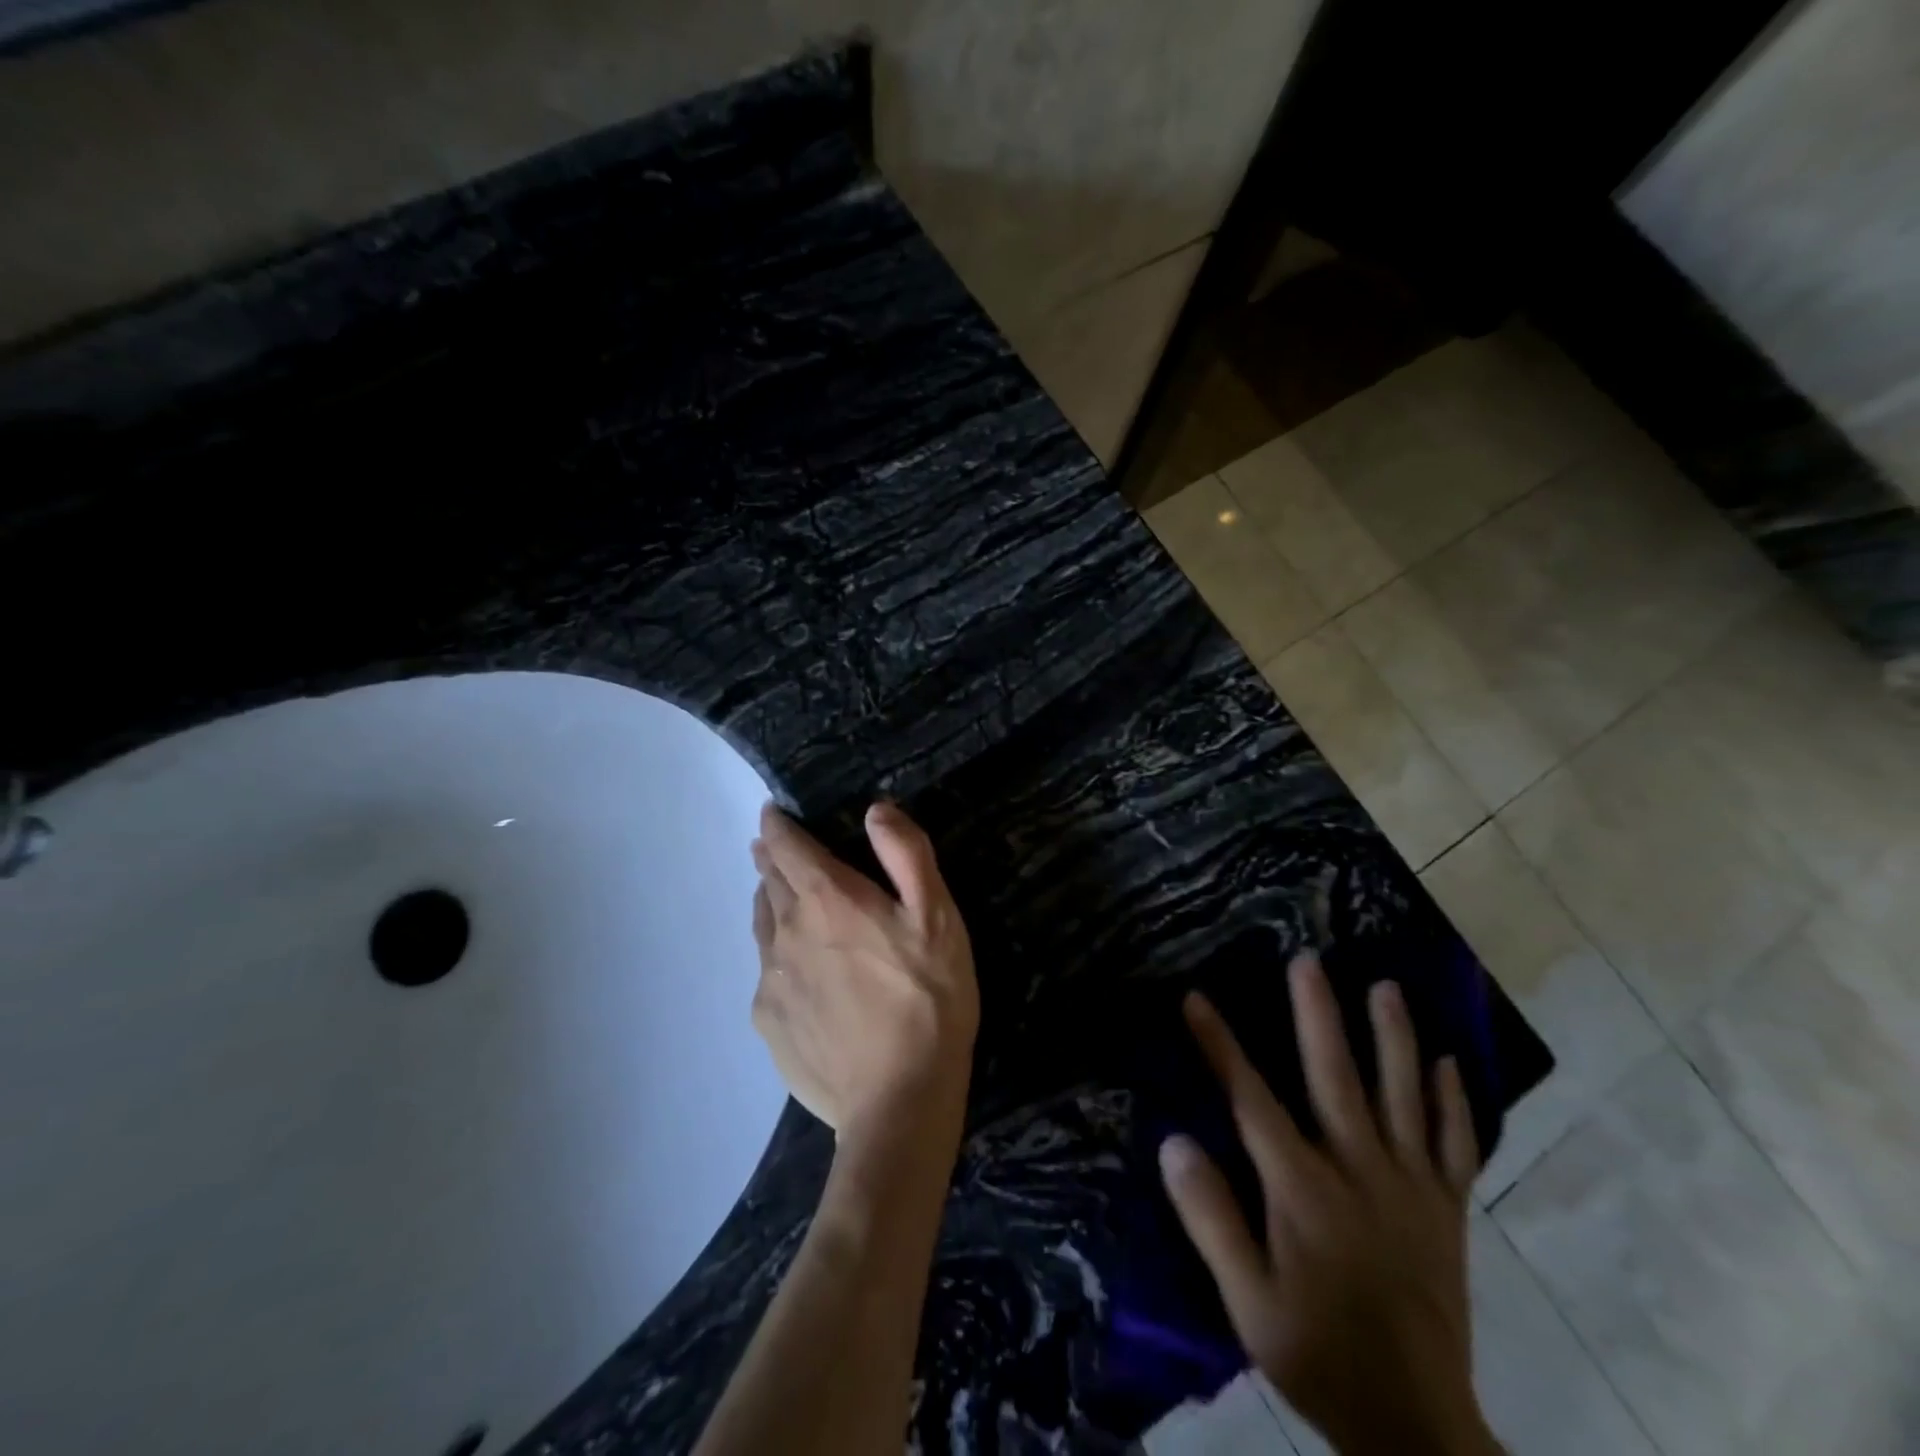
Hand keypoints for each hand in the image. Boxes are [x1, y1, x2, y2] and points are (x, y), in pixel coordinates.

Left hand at [750, 801, 978, 1151]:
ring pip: (761, 925)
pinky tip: (795, 970)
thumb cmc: (928, 999)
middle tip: (775, 848)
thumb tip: (875, 810)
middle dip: (771, 858)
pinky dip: (775, 954)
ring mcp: (771, 980)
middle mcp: (786, 931)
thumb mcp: (938, 918)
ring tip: (778, 896)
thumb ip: (906, 855)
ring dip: (768, 902)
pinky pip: (765, 972)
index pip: (786, 846)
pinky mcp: (768, 1022)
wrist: (898, 1101)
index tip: (772, 812)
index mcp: (827, 899)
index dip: (777, 824)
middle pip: (768, 882)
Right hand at [1160, 953, 1498, 1455]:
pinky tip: (1446, 1061)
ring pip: (1403, 1097)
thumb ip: (1211, 1220)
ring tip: (1386, 986)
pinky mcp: (1448, 1211)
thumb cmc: (1319, 1356)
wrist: (1419, 1429)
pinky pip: (1457, 1146)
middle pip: (1335, 1077)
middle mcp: (1360, 1172)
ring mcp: (1412, 1188)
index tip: (1195, 999)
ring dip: (1394, 1037)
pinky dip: (1453, 1102)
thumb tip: (1175, 1142)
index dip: (1220, 1046)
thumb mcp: (1248, 1304)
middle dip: (1317, 1014)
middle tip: (1308, 960)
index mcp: (1304, 1191)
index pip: (1251, 1100)